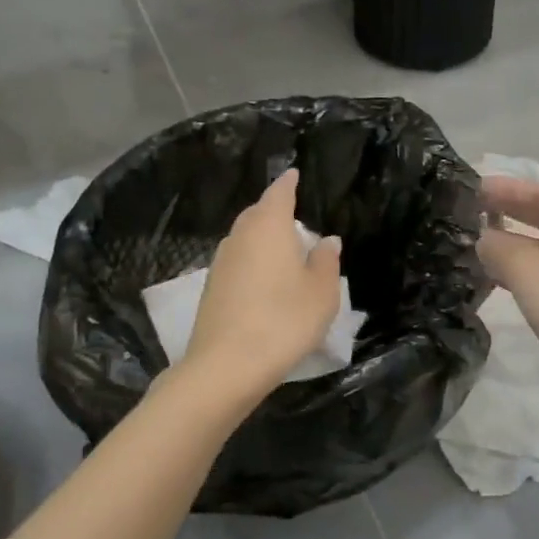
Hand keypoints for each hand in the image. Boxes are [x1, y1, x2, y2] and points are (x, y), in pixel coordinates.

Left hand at [185, 168, 342, 396]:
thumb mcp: (321, 292)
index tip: (294, 173)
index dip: (288, 183)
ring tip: (283, 251)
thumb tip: (326, 240)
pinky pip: (237, 262)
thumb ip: (326, 261)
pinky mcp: (212, 288)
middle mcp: (240, 236)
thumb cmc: (284, 320)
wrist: (227, 365)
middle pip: (257, 213)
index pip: (279, 193)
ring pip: (245, 238)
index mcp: (269, 227)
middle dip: (274, 210)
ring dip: (262, 238)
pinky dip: (252, 261)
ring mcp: (221, 262)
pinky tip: (265, 280)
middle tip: (295, 218)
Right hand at [477, 177, 538, 415]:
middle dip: (510, 210)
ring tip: (476, 241)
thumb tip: (483, 239)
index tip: (477, 188)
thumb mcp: (525, 268)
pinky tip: (494, 277)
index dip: (510, 187)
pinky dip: (518, 269)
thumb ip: (498, 246)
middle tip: (473, 209)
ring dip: (512, 241)